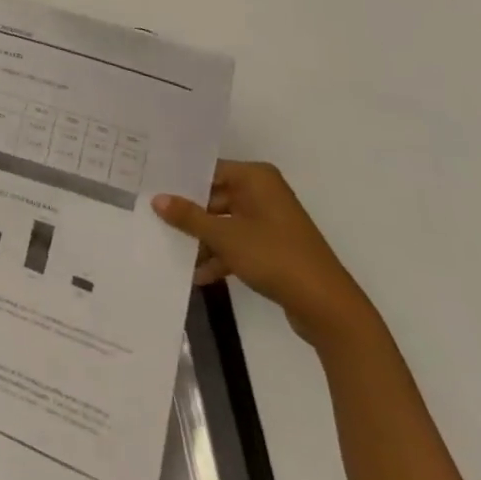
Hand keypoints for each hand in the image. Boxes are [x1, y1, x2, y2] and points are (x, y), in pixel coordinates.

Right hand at [154, 161, 376, 350]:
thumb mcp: (226, 237)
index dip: (181, 181)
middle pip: (215, 197)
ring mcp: (269, 222)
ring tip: (171, 250)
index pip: (209, 170)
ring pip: (224, 223)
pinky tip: (198, 275)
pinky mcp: (273, 248)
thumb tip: (157, 199)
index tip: (151, 187)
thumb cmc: (275, 257)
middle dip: (189, 214)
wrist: (329, 308)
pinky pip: (237, 243)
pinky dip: (220, 256)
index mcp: (256, 179)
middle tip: (153, 218)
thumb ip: (189, 217)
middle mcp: (263, 193)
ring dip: (203, 240)